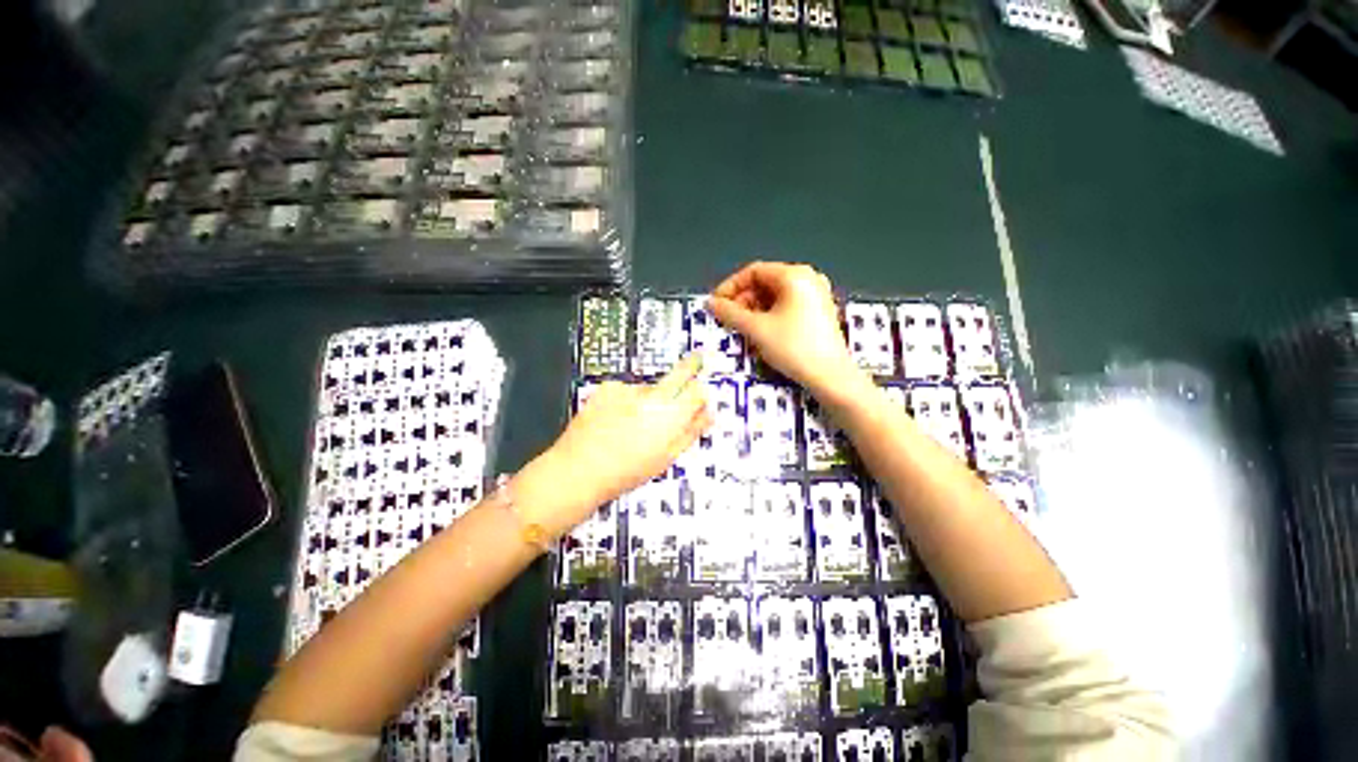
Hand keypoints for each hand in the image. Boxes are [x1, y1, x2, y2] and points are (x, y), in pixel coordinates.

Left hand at [530, 355, 711, 534]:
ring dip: (648, 398)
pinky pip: (626, 390)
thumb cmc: (625, 471)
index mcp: (671, 416)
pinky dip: (626, 400)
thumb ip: (691, 431)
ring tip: (633, 424)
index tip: (699, 396)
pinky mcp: (609, 387)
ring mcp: (629, 389)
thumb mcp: (666, 458)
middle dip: (690, 368)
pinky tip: (616, 419)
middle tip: (695, 363)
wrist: (579, 468)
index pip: (698, 391)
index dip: (701, 393)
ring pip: (650, 387)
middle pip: (680, 373)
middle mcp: (652, 396)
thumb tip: (707, 414)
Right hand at [709, 262, 866, 400]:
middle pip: (765, 282)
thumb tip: (710, 303)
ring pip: (775, 296)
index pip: (754, 271)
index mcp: (794, 275)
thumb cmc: (793, 348)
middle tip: (728, 320)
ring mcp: (816, 295)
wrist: (831, 377)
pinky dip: (770, 315)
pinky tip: (761, 332)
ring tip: (742, 328)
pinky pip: (787, 306)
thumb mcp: (757, 330)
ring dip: (754, 309)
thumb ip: (730, 313)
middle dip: (742, 300)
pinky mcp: (819, 312)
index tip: (716, 305)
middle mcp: (808, 279)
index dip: (730, 287)